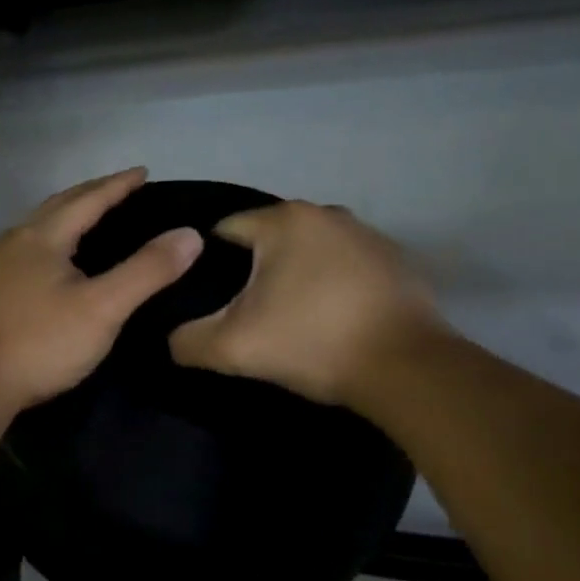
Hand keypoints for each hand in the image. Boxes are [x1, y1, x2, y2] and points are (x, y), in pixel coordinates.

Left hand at [0, 169, 203, 409]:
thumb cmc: (41, 343)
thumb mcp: (103, 308)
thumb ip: (146, 271)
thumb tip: (189, 235)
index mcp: (43, 237)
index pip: (88, 199)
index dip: (118, 185)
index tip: (143, 172)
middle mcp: (15, 242)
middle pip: (58, 206)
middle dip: (91, 194)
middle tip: (120, 189)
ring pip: (38, 229)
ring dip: (67, 217)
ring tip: (90, 220)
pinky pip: (26, 252)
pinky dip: (51, 243)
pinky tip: (54, 265)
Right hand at [169, 201, 443, 407]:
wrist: (406, 368)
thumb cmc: (314, 343)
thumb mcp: (234, 348)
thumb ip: (188, 340)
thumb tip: (172, 338)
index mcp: (285, 221)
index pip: (225, 230)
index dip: (207, 264)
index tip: (208, 298)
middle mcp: (326, 212)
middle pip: (269, 239)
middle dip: (253, 270)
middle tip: (245, 313)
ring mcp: (366, 233)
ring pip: (309, 250)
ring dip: (294, 275)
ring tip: (289, 317)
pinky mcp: (395, 259)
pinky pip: (345, 264)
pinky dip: (331, 283)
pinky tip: (332, 317)